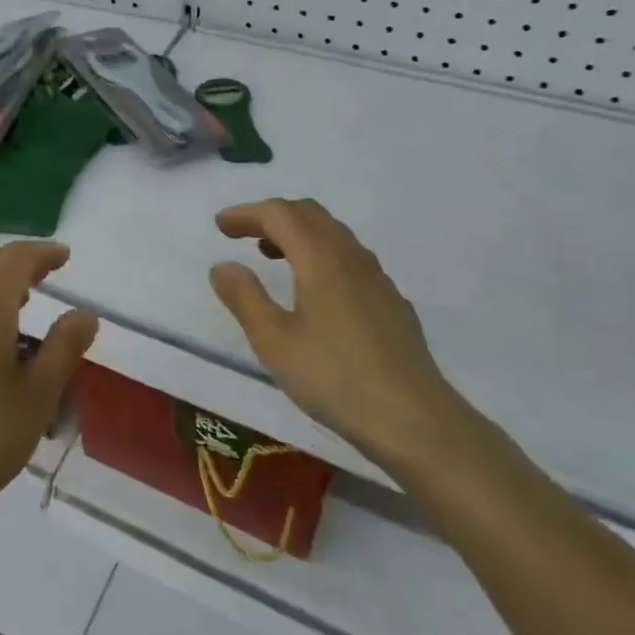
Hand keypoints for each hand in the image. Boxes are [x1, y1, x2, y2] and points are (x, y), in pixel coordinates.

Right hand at [209, 198, 469, 470]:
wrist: (414, 420)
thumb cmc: (335, 378)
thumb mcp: (274, 341)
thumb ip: (244, 298)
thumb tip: (223, 266)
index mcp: (320, 258)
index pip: (279, 214)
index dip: (246, 214)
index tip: (220, 226)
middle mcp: (351, 257)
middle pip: (309, 214)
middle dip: (272, 216)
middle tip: (242, 235)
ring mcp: (377, 279)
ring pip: (333, 234)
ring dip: (298, 233)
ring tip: (271, 257)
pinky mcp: (391, 302)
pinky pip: (350, 258)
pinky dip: (321, 254)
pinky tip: (314, 291)